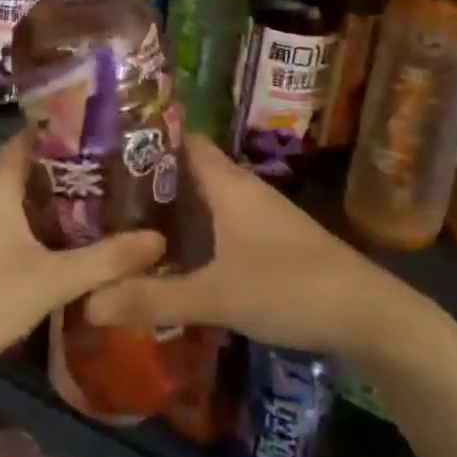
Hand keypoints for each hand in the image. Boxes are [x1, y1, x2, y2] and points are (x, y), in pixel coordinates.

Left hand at [0, 132, 165, 375]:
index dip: (74, 132)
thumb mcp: (53, 280)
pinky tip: (71, 239)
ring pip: (22, 195)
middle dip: (75, 169)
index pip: (36, 136)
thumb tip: (159, 238)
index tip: (114, 137)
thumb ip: (107, 259)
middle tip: (122, 172)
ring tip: (107, 201)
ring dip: (59, 198)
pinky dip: (41, 222)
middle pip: (32, 165)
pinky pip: (11, 218)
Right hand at [84, 135, 400, 359]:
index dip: (146, 142)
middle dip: (150, 182)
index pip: (183, 142)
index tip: (105, 152)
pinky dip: (196, 233)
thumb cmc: (289, 288)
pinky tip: (176, 257)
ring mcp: (262, 216)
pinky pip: (223, 224)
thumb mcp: (216, 296)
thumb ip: (153, 298)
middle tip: (103, 196)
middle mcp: (245, 191)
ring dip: (173, 210)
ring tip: (127, 225)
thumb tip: (88, 301)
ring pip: (207, 200)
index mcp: (229, 185)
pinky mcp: (273, 242)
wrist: (369, 315)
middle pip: (190, 172)